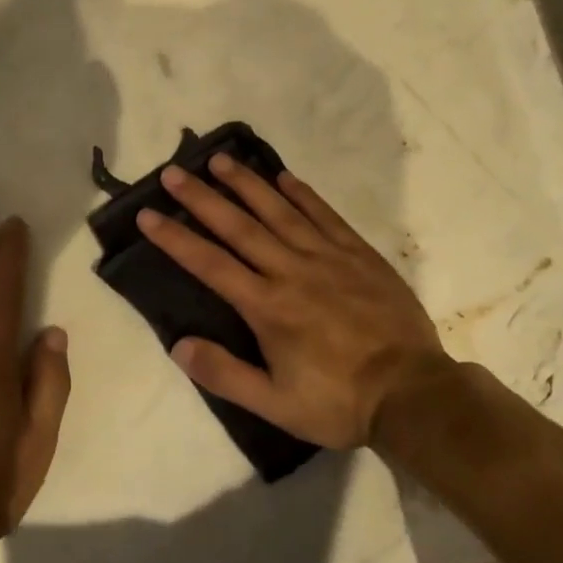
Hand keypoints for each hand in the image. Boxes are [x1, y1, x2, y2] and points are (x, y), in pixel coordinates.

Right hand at [137, 155, 452, 450]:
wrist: (414, 394)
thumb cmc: (339, 401)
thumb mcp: (276, 404)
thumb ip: (225, 374)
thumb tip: (179, 345)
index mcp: (267, 306)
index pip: (210, 263)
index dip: (175, 237)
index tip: (148, 214)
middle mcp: (291, 271)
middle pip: (238, 226)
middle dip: (202, 197)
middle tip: (173, 172)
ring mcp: (328, 258)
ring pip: (279, 211)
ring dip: (247, 183)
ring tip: (220, 159)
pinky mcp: (359, 255)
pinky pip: (325, 216)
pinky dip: (303, 194)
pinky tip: (284, 177)